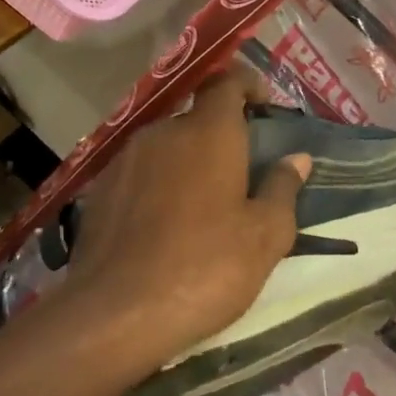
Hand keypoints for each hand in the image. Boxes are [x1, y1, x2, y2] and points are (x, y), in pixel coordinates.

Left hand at [63, 65, 311, 368]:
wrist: (115, 315)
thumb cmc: (205, 268)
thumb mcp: (265, 236)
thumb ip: (283, 189)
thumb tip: (297, 159)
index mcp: (208, 133)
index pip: (226, 80)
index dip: (247, 84)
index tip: (263, 106)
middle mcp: (163, 133)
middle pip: (196, 118)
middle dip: (220, 137)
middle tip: (240, 174)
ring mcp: (125, 160)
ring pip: (165, 147)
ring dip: (187, 163)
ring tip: (202, 207)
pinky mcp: (99, 190)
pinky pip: (139, 173)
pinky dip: (157, 186)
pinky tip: (163, 227)